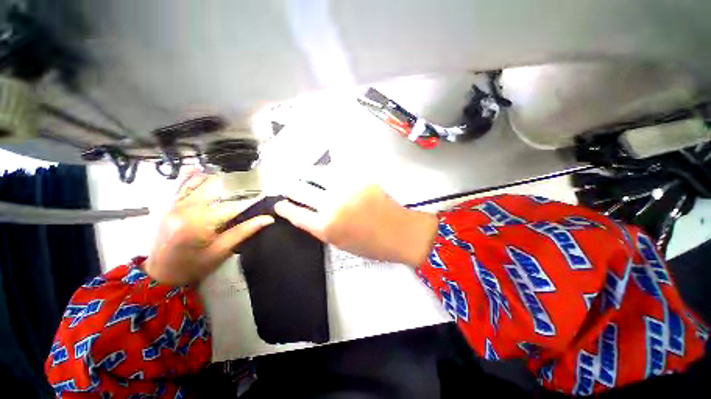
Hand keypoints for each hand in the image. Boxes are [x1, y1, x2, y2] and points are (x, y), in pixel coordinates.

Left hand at [144, 173, 273, 285]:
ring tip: (235, 177)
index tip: (264, 198)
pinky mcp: (169, 205)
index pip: (233, 206)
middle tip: (253, 185)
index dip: (251, 202)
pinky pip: (180, 186)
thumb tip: (268, 219)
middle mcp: (185, 209)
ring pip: (199, 183)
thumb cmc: (194, 265)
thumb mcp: (222, 251)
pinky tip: (199, 168)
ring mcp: (175, 205)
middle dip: (237, 186)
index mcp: (199, 223)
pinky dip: (191, 176)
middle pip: (217, 189)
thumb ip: (244, 231)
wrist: (161, 274)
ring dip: (218, 179)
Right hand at [274, 177, 437, 266]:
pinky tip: (324, 171)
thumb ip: (320, 227)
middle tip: (286, 185)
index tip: (278, 204)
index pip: (295, 213)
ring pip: (316, 173)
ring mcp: (346, 187)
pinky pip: (337, 169)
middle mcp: (332, 204)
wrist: (400, 232)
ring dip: (305, 173)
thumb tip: (305, 212)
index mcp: (326, 227)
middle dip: (289, 187)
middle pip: (300, 189)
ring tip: (301, 172)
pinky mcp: (360, 177)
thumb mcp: (339, 243)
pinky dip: (327, 170)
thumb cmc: (371, 245)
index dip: (283, 208)